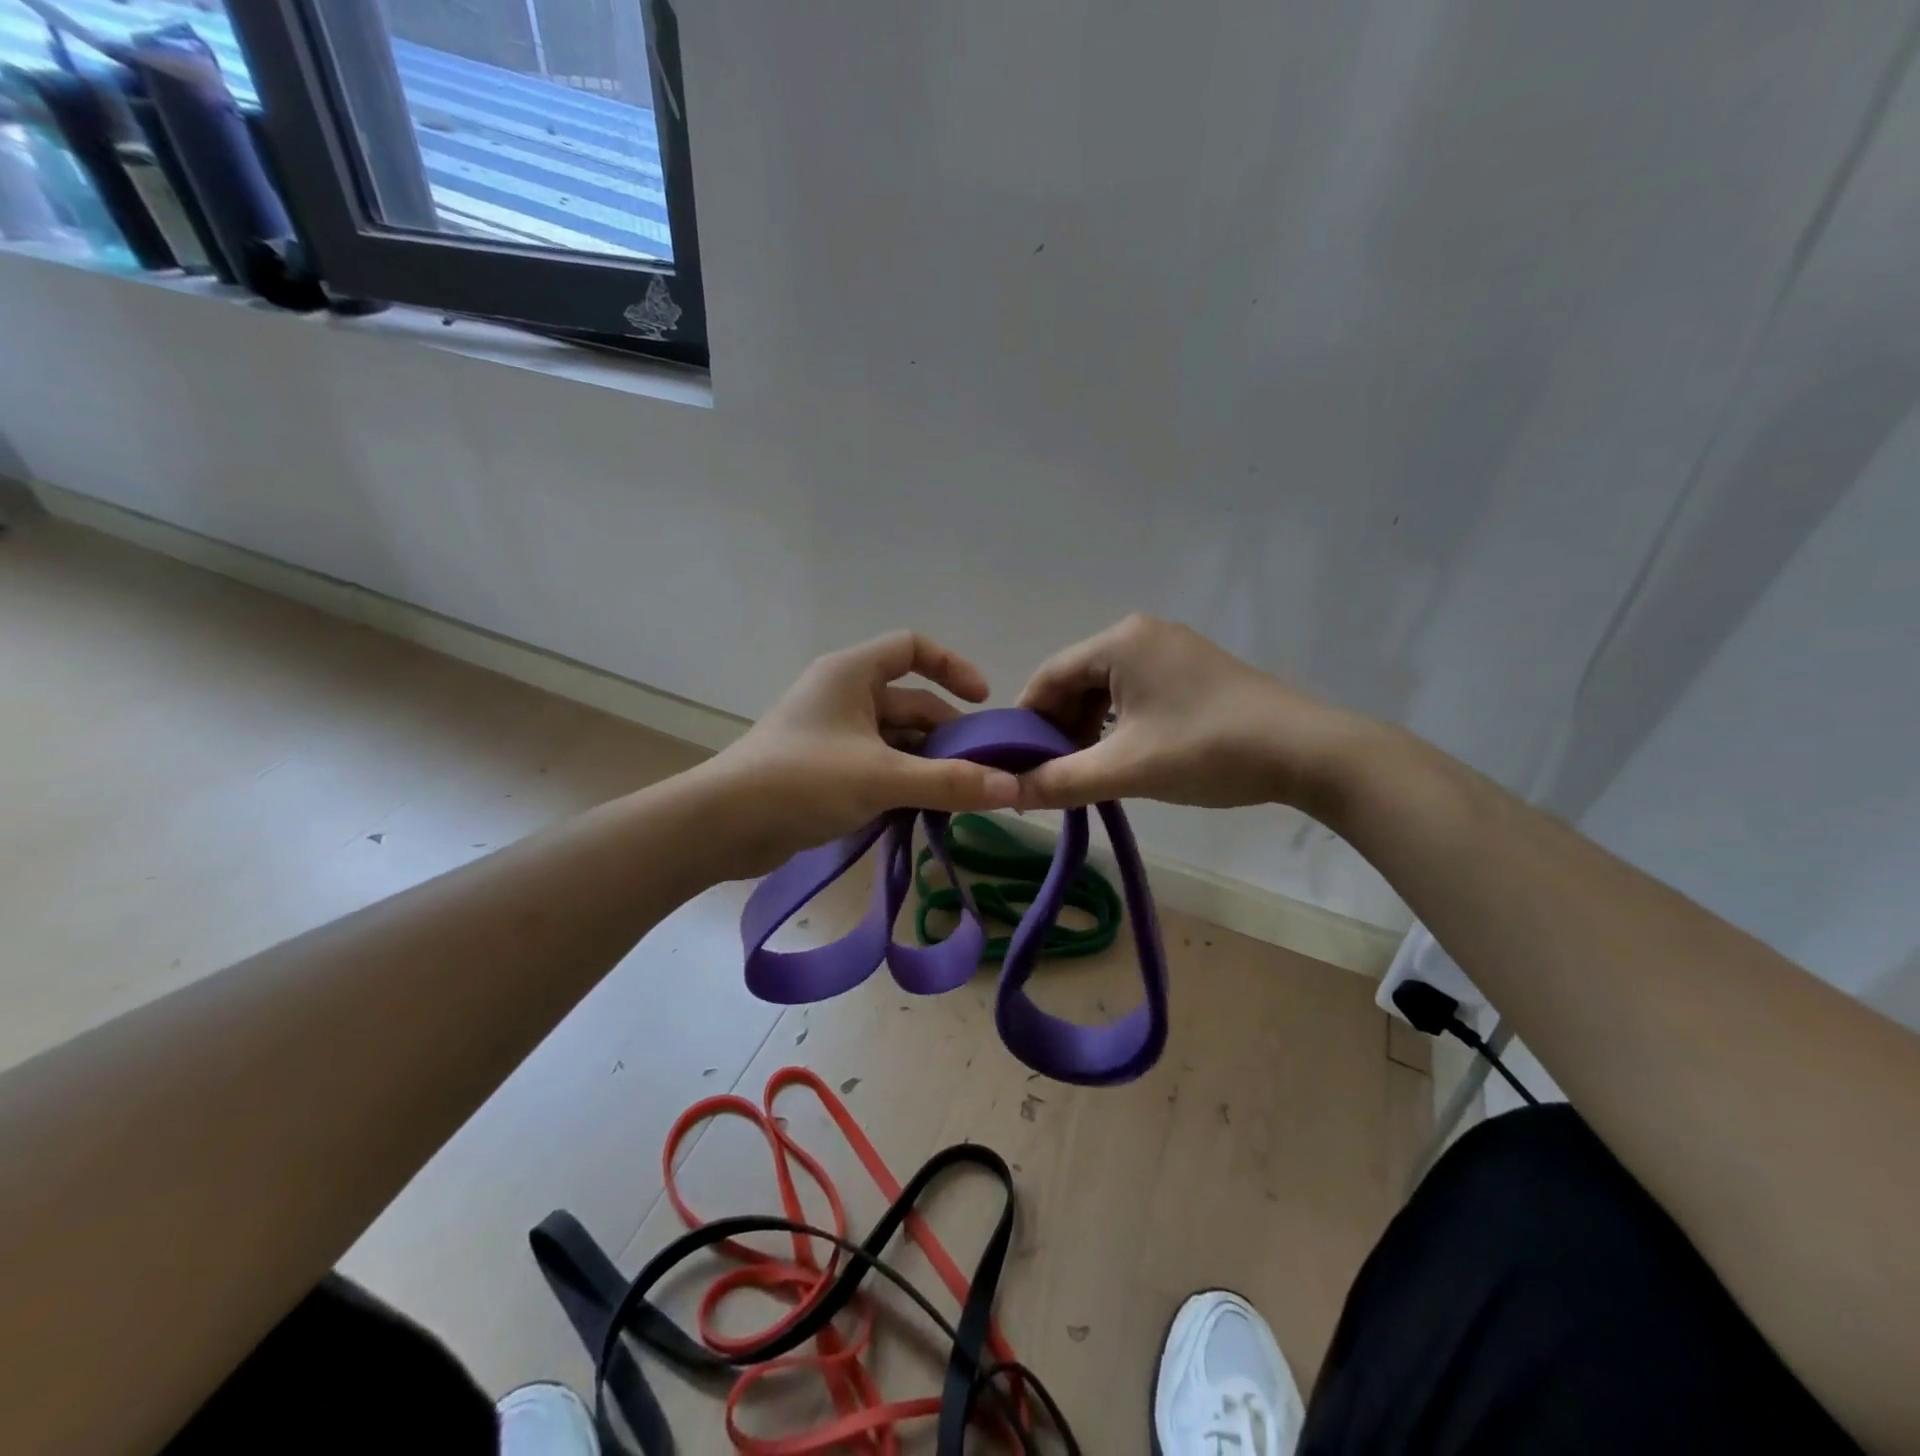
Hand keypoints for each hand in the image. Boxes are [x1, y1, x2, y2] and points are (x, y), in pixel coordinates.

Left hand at [698, 631, 1020, 876]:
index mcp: (851, 674)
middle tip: (982, 769)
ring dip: (927, 763)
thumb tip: (1013, 788)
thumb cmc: (802, 781)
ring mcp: (831, 733)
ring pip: (894, 739)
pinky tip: (925, 809)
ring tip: (961, 795)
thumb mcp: (882, 778)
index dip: (952, 667)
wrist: (722, 825)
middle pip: (910, 702)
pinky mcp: (823, 768)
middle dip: (947, 733)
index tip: (983, 702)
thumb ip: (950, 782)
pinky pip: (876, 764)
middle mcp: (842, 695)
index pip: (912, 648)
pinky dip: (902, 781)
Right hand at [1015, 614, 1357, 811]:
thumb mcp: (1125, 769)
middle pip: (1077, 680)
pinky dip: (1118, 723)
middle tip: (1050, 773)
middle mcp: (1142, 634)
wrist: (1307, 752)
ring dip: (1088, 728)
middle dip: (1058, 727)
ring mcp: (1172, 650)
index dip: (1026, 720)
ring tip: (1085, 771)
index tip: (1014, 761)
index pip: (1048, 675)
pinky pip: (1136, 692)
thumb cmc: (1207, 750)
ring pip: (1106, 688)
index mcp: (1120, 642)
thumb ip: (1060, 781)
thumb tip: (1006, 793)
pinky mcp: (1194, 670)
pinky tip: (1122, 756)